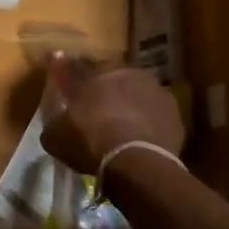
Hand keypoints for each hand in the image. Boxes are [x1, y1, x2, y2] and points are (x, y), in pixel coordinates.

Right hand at [41, 61, 183, 175]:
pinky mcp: (173, 110)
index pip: (74, 67)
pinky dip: (147, 119)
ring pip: (136, 90)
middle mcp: (123, 72)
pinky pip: (154, 111)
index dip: (66, 71)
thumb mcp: (56, 136)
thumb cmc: (89, 141)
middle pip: (109, 75)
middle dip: (102, 86)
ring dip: (128, 100)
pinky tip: (141, 135)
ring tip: (122, 121)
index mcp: (92, 73)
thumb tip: (56, 120)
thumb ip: (55, 122)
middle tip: (96, 103)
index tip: (61, 74)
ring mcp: (152, 88)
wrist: (136, 161)